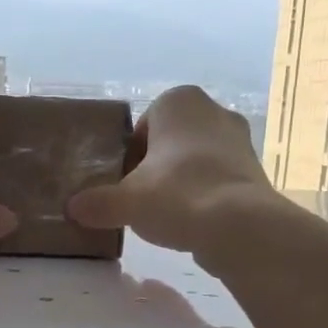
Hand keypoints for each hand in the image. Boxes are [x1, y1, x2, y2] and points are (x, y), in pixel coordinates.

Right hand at [66, 85, 277, 254]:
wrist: (239, 226)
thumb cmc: (176, 194)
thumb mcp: (125, 201)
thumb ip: (98, 203)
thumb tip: (72, 208)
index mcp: (179, 102)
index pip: (142, 126)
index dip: (129, 156)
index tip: (123, 183)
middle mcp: (214, 111)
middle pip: (171, 142)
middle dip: (156, 168)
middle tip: (140, 199)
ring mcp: (241, 140)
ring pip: (197, 160)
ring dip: (180, 182)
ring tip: (166, 215)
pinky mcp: (255, 171)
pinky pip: (218, 180)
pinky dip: (204, 197)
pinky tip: (192, 223)